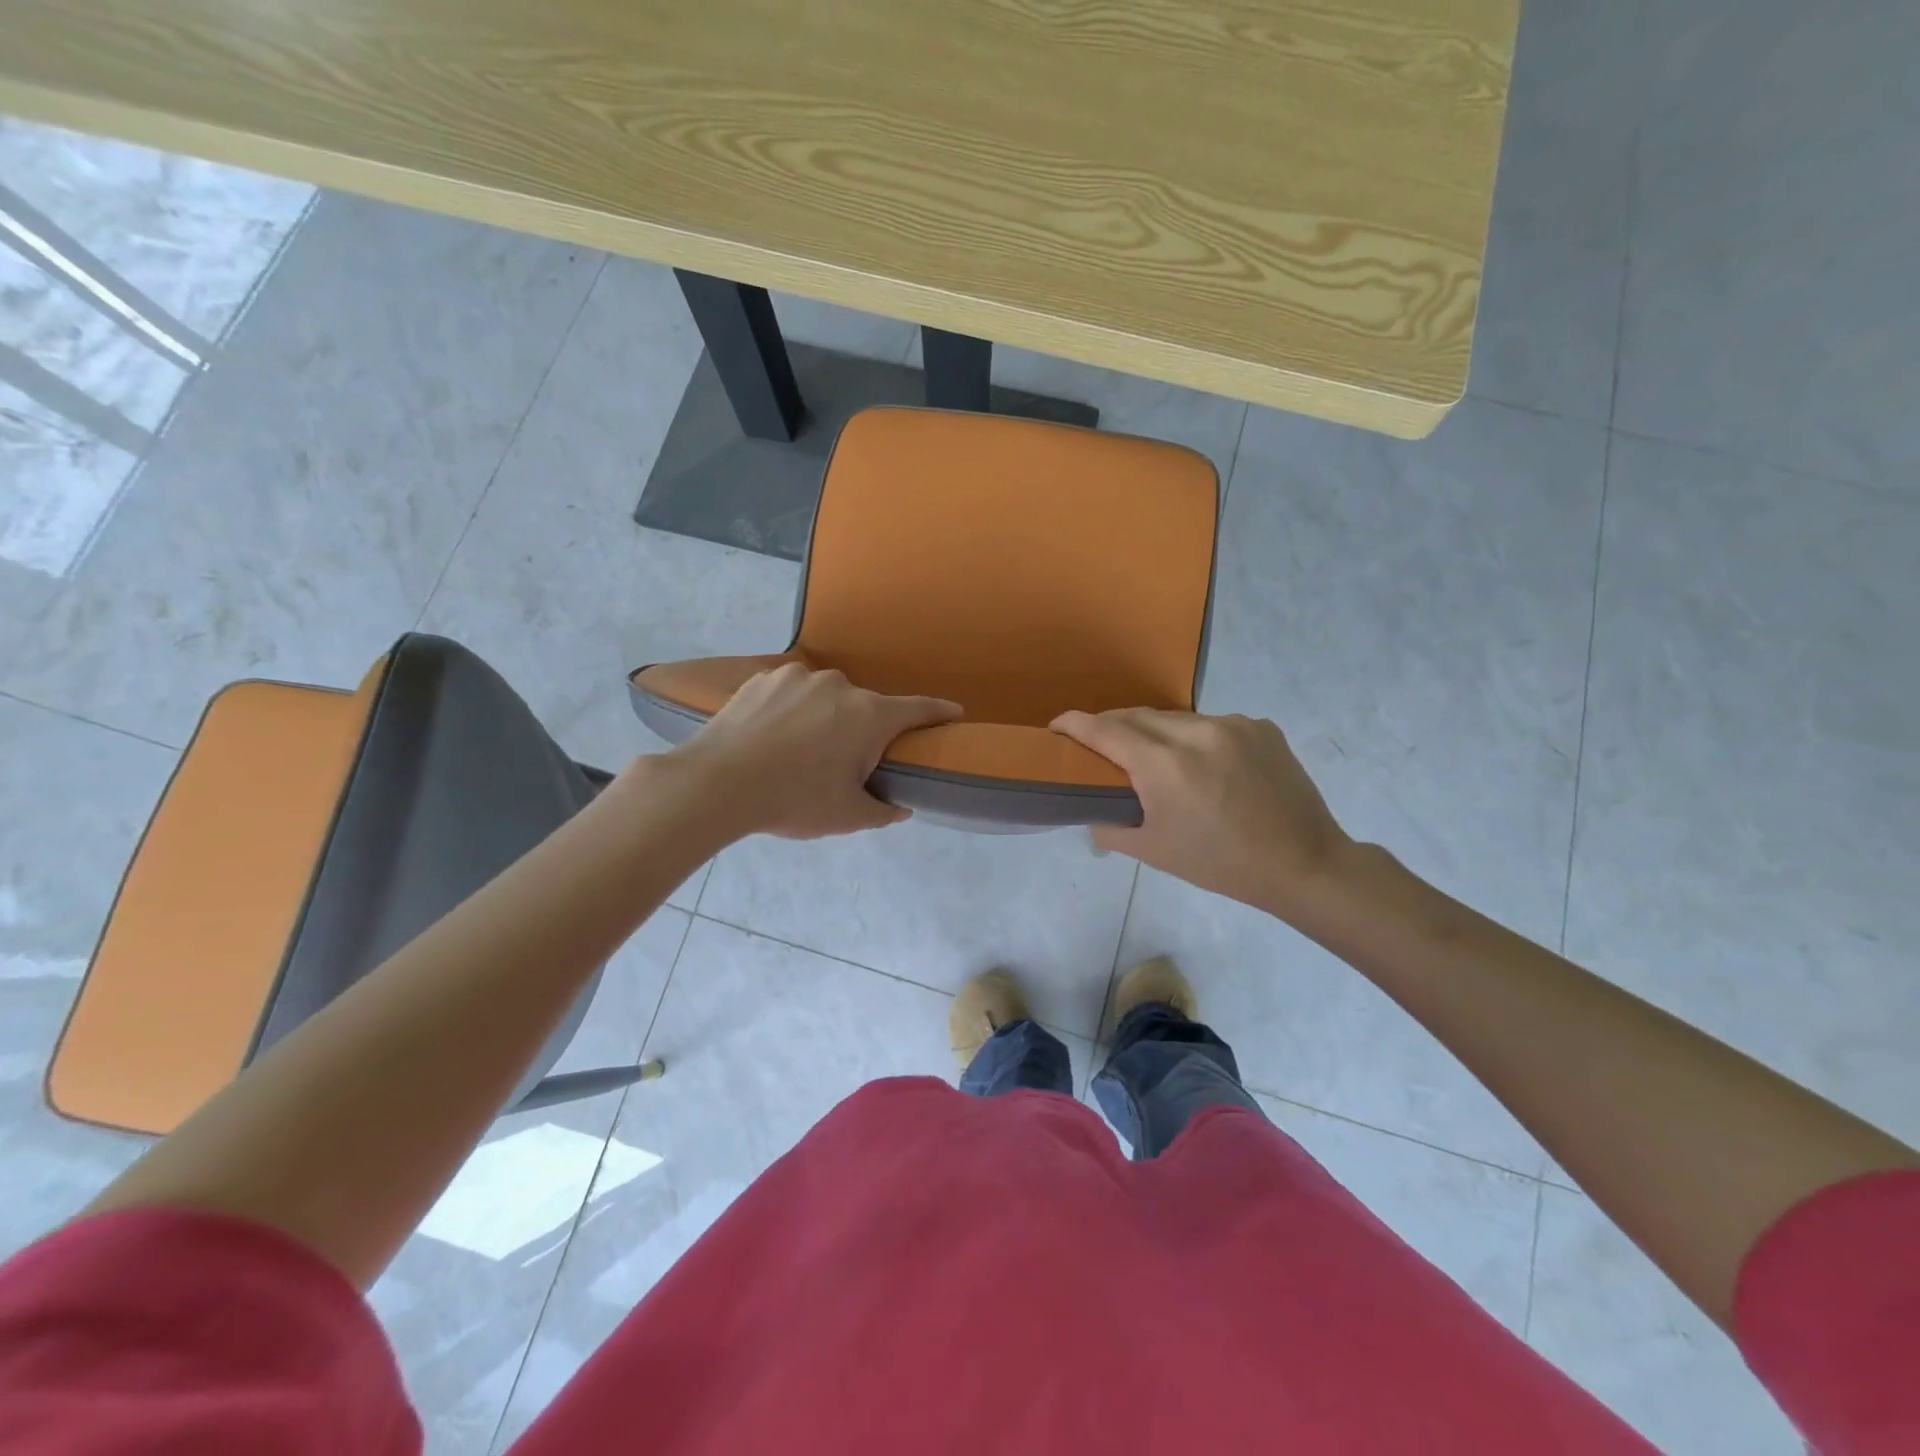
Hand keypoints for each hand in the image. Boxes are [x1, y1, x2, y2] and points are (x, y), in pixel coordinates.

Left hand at [671, 662, 959, 839]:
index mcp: (870, 716)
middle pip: (866, 708)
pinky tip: (772, 736)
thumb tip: (900, 807)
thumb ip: (883, 811)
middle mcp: (840, 686)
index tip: (954, 712)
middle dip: (863, 731)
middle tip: (843, 764)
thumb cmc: (794, 800)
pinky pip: (792, 692)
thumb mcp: (847, 816)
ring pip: (826, 697)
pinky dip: (792, 709)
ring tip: (799, 751)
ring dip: (824, 718)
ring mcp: (799, 676)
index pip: (918, 709)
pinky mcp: (764, 677)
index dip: (940, 712)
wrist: (717, 783)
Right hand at [1051, 708, 1352, 914]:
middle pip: (1137, 716)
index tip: (1056, 726)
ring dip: (1154, 732)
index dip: (1074, 724)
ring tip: (1154, 759)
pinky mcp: (1260, 726)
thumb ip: (1110, 826)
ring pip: (1175, 718)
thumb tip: (1092, 811)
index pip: (1105, 729)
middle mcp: (1196, 732)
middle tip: (1098, 746)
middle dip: (1111, 726)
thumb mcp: (1154, 851)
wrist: (1304, 864)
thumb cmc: (1221, 864)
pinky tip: (1203, 765)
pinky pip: (1211, 724)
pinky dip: (1194, 738)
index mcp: (1165, 765)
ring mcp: (1233, 724)